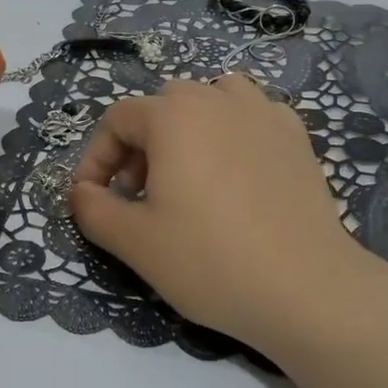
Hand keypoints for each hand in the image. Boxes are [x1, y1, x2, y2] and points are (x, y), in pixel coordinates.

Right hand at [69, 75, 387, 387]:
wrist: (306, 288)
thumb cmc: (210, 261)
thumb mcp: (135, 242)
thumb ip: (93, 209)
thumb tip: (81, 191)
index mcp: (174, 116)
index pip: (117, 119)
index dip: (96, 157)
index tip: (94, 198)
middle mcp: (218, 99)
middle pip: (163, 104)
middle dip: (140, 144)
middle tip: (139, 194)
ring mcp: (264, 114)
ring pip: (211, 99)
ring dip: (188, 127)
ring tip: (188, 173)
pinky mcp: (297, 137)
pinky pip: (252, 115)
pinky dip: (232, 131)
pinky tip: (236, 173)